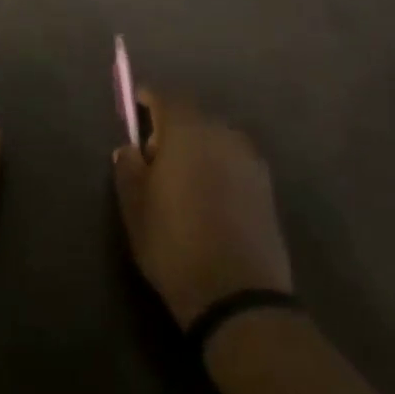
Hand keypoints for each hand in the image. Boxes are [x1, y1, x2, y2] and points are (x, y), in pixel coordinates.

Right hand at [112, 91, 292, 327]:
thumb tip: (130, 148)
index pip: (167, 98)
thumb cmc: (174, 244)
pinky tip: (206, 195)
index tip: (136, 104)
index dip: (149, 98)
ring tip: (180, 178)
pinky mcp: (266, 187)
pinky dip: (217, 165)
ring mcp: (249, 160)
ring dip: (197, 146)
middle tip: (152, 154)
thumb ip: (128, 169)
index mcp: (187, 132)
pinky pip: (233, 161)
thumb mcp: (135, 207)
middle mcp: (222, 135)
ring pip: (216, 138)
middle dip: (172, 125)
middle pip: (194, 116)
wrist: (238, 295)